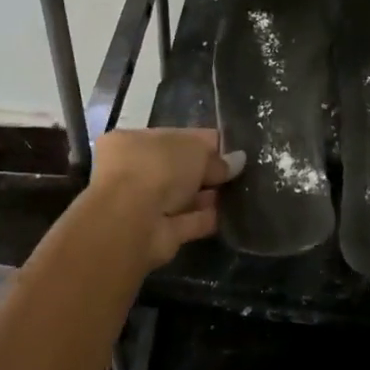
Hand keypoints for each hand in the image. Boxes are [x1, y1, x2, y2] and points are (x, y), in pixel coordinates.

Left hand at [87, 128, 244, 269]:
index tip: (231, 148)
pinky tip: (229, 214)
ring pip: (181, 196)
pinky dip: (205, 218)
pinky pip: (186, 221)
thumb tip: (237, 161)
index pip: (173, 136)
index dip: (202, 142)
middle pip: (176, 168)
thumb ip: (216, 157)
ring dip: (206, 196)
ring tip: (238, 192)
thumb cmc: (157, 168)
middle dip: (205, 170)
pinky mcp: (157, 233)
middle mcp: (132, 172)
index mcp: (130, 141)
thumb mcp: (194, 150)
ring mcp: (143, 205)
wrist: (133, 222)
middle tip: (238, 172)